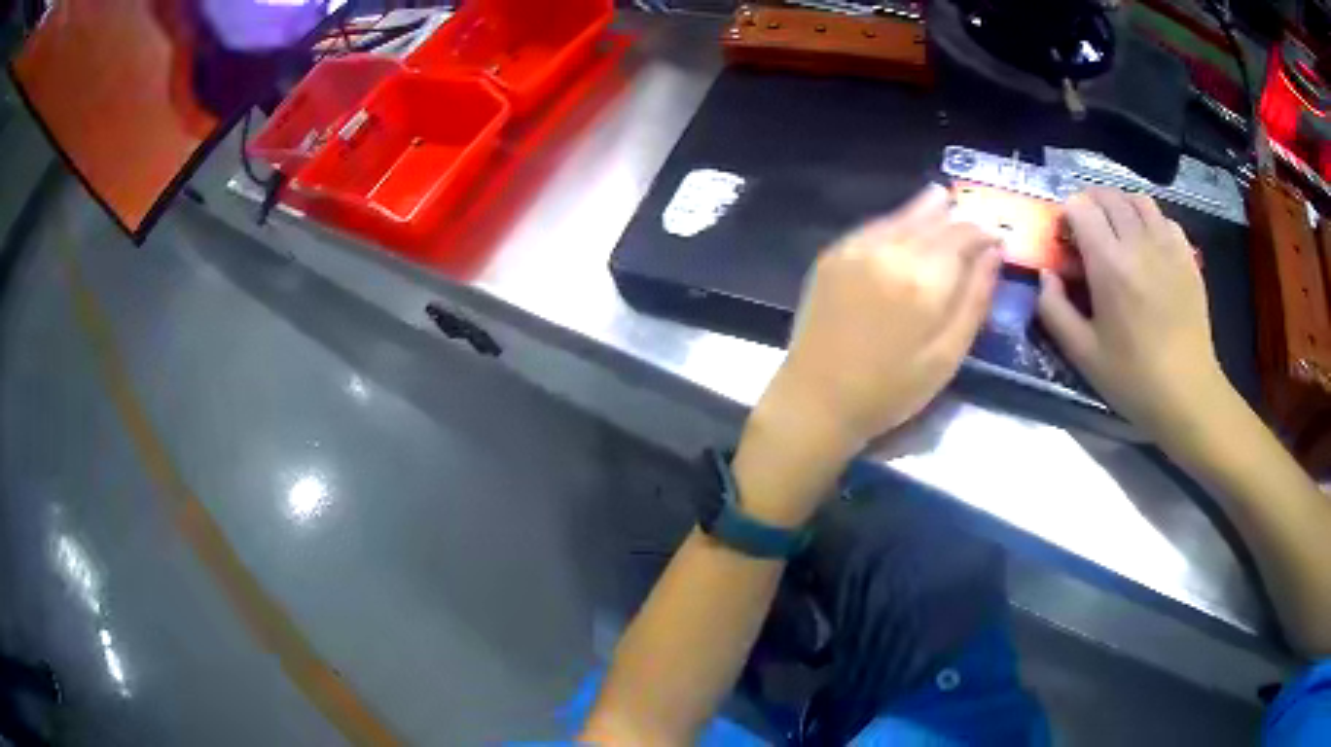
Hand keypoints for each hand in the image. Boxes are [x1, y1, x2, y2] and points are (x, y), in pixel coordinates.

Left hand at [733, 185, 1001, 526]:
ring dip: (926, 210)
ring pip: (901, 216)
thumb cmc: (891, 390)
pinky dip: (895, 221)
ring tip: (943, 202)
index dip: (983, 230)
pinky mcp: (832, 255)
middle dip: (957, 217)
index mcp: (923, 279)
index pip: (963, 234)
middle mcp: (889, 251)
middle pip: (933, 220)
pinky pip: (874, 227)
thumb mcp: (947, 355)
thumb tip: (994, 252)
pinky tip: (904, 224)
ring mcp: (856, 249)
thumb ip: (975, 299)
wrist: (816, 400)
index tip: (997, 234)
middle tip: (973, 217)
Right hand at [1037, 188, 1230, 444]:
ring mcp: (1167, 246)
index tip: (1066, 239)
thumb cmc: (1133, 378)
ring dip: (1121, 205)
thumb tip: (1045, 275)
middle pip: (1108, 196)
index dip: (1067, 215)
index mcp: (1109, 264)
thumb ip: (1054, 310)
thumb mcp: (1082, 354)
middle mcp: (1138, 243)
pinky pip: (1165, 219)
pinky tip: (1148, 244)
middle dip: (1090, 204)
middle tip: (1087, 231)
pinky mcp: (1187, 257)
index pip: (1080, 207)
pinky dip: (1150, 220)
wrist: (1187, 394)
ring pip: (1138, 199)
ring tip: (1117, 229)